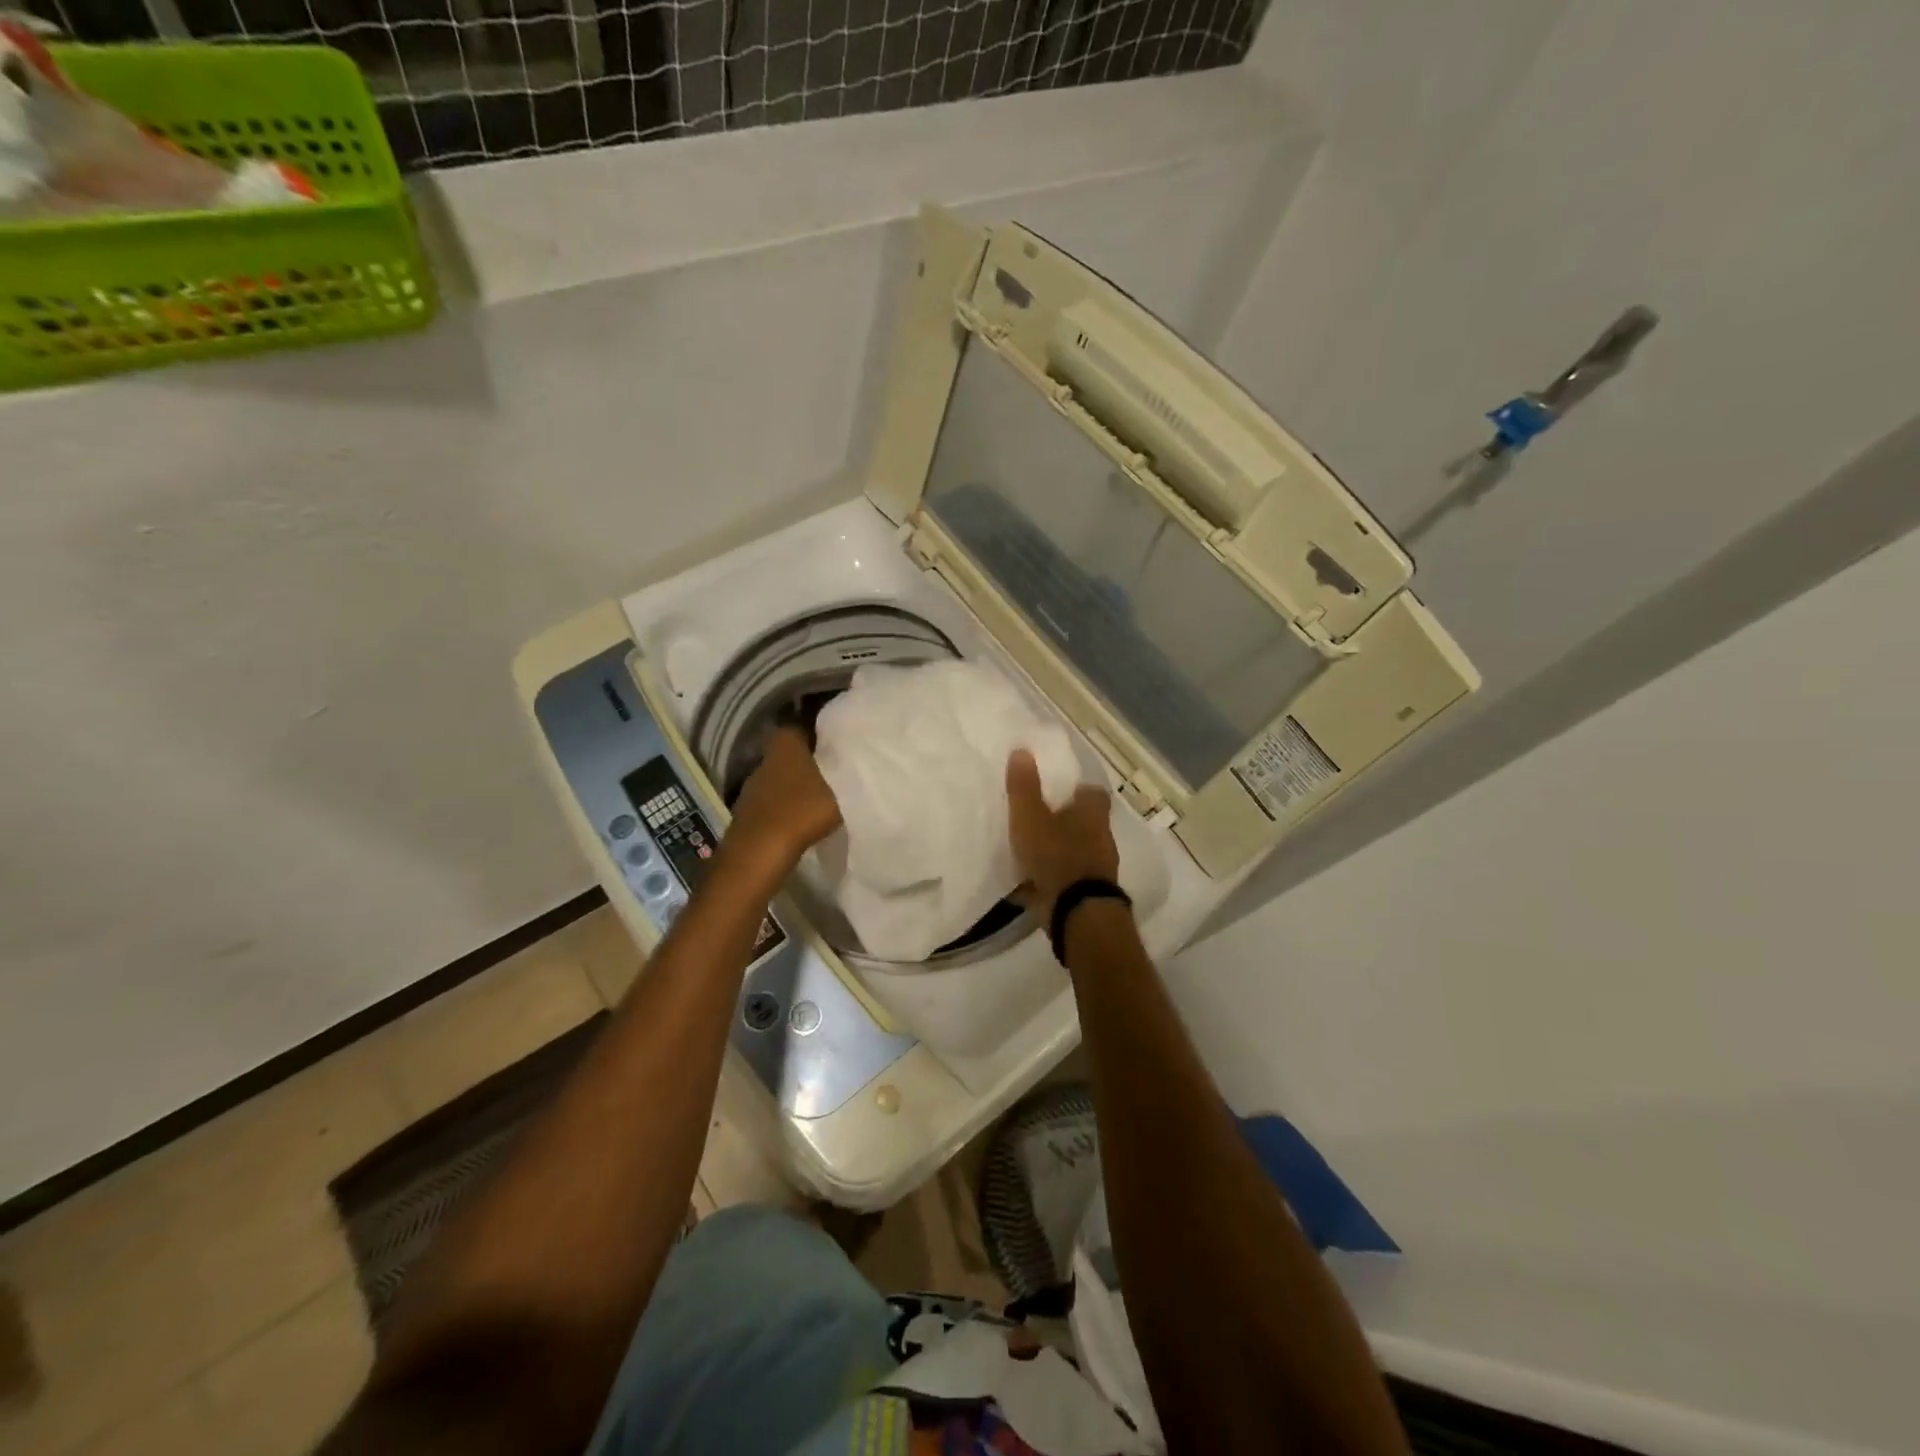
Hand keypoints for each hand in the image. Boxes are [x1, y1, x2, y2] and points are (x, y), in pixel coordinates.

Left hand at [728, 727, 841, 869]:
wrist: (759, 851)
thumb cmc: (803, 810)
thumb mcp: (841, 787)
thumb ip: (852, 771)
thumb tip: (863, 760)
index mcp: (787, 741)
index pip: (807, 724)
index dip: (825, 730)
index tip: (843, 739)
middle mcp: (767, 755)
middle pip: (794, 749)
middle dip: (813, 756)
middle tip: (839, 765)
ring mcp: (755, 782)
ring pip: (784, 774)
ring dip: (800, 781)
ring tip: (826, 791)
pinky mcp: (751, 808)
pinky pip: (777, 797)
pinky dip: (790, 802)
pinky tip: (806, 813)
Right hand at [1006, 750, 1120, 918]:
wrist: (1075, 912)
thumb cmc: (1055, 855)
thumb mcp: (1030, 817)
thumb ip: (1024, 787)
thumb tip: (1022, 750)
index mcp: (1093, 814)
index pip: (1093, 793)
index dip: (1077, 790)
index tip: (1059, 790)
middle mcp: (1101, 838)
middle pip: (1086, 823)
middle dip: (1066, 821)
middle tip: (1039, 819)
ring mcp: (1097, 868)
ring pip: (1078, 851)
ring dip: (1060, 851)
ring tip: (1031, 851)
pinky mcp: (1087, 894)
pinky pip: (1068, 879)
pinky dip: (1054, 878)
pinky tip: (1032, 882)